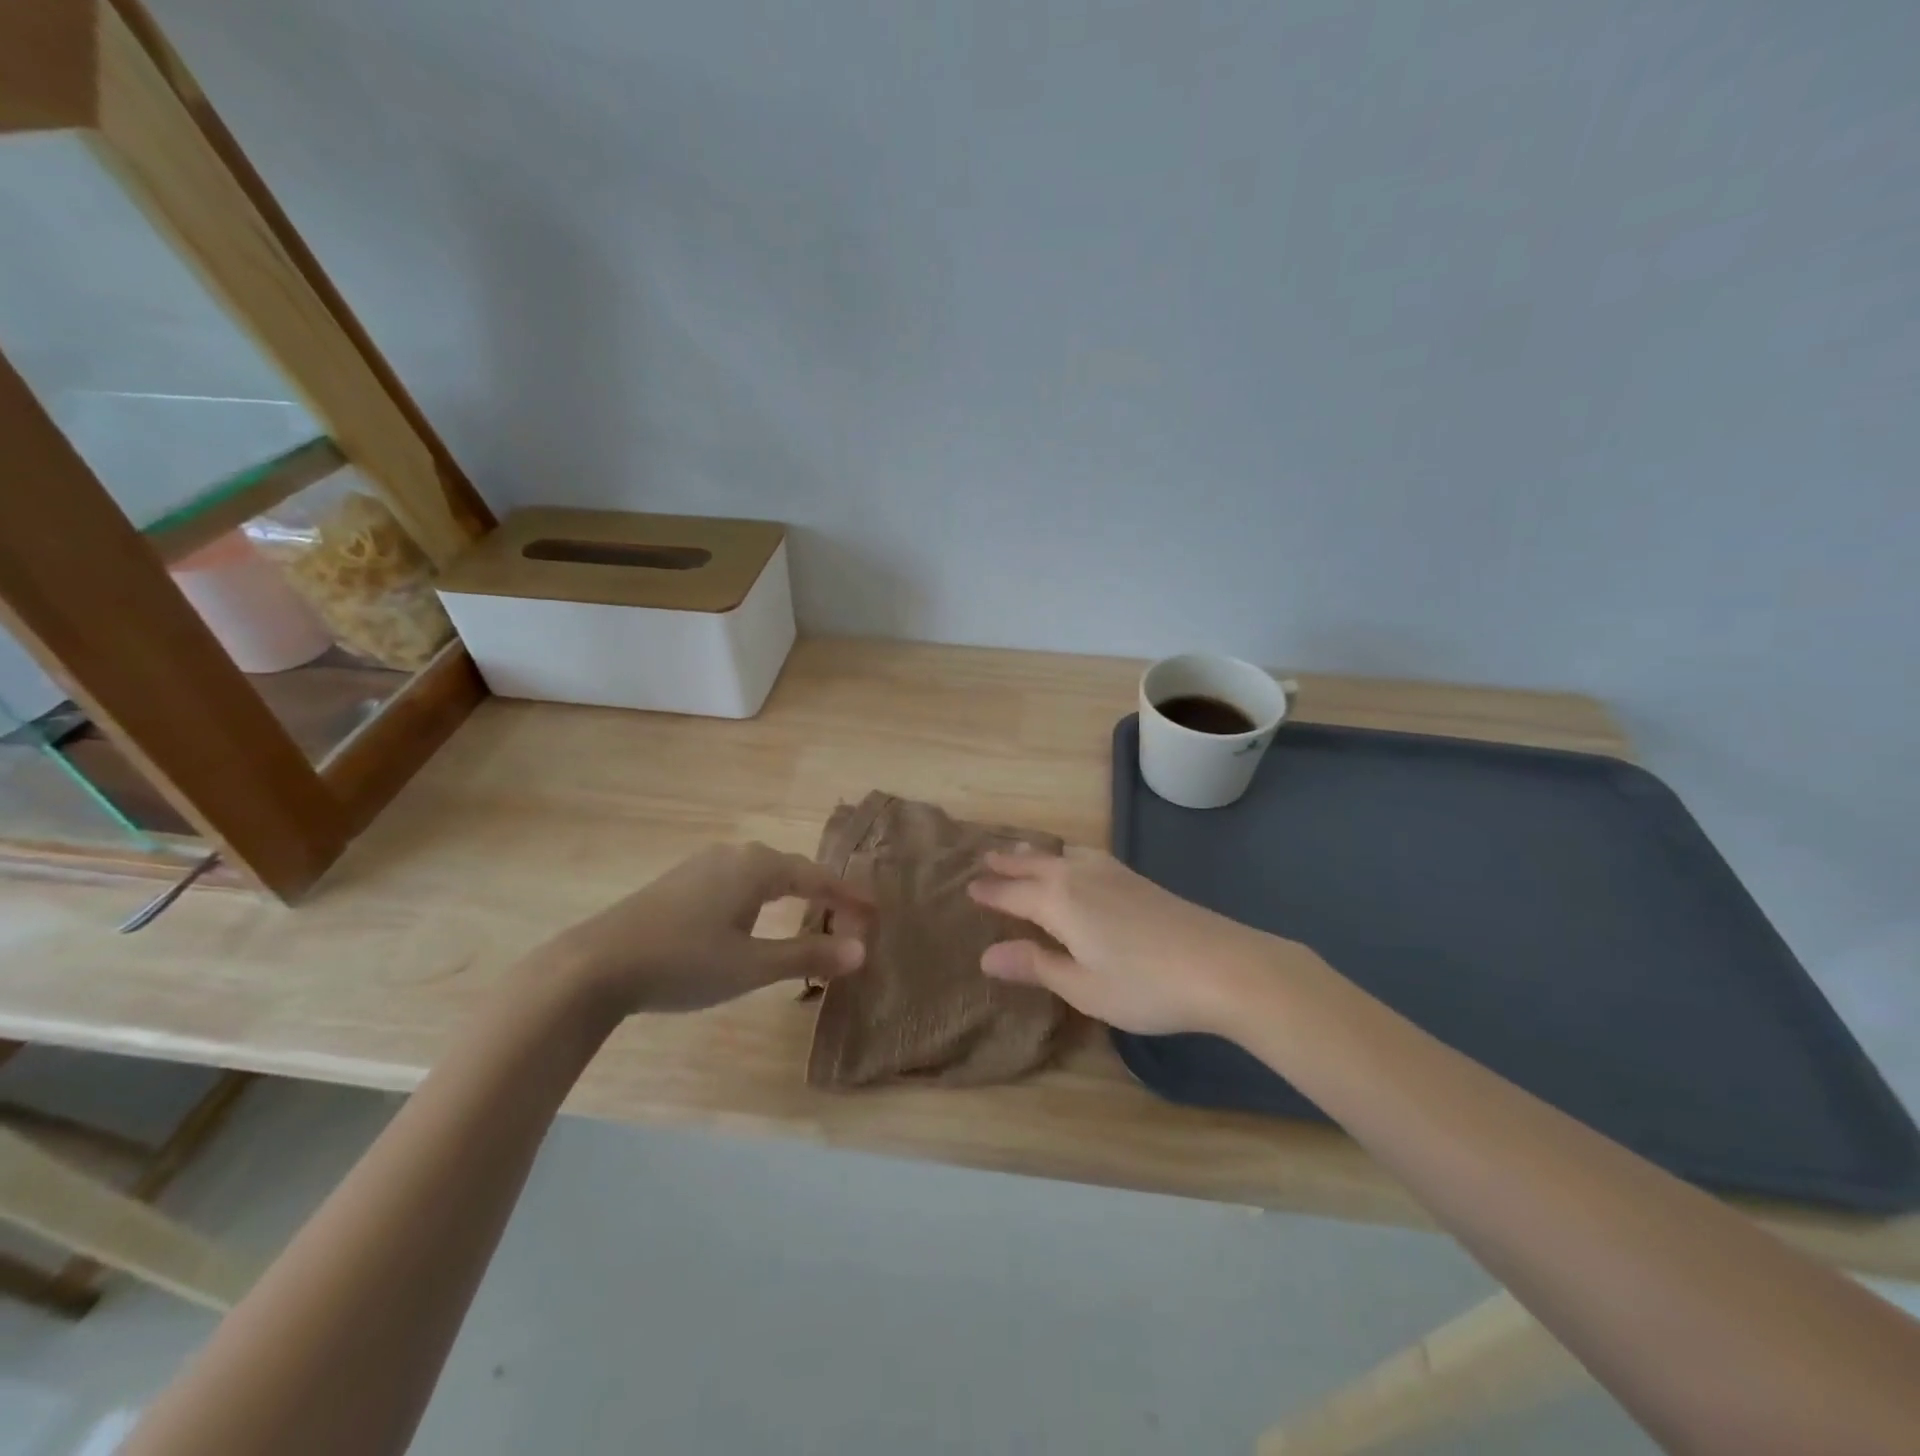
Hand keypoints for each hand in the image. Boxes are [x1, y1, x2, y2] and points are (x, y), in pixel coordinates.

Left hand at [543, 842, 870, 1015]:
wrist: (595, 965)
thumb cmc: (683, 962)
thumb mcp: (752, 965)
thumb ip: (808, 955)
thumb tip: (861, 951)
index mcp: (757, 867)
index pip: (818, 878)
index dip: (849, 897)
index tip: (875, 914)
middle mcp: (735, 855)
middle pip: (792, 871)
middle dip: (823, 895)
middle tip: (848, 921)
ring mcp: (703, 865)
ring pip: (763, 875)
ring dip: (792, 895)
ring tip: (811, 917)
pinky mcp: (680, 882)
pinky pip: (739, 882)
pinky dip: (763, 898)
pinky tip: (755, 918)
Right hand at [967, 847, 1300, 1034]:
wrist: (1223, 965)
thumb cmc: (1146, 986)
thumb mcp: (1083, 987)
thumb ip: (1036, 965)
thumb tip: (986, 955)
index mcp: (1060, 902)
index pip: (1014, 893)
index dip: (990, 893)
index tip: (967, 887)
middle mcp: (1080, 878)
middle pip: (1035, 865)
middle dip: (1008, 863)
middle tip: (984, 857)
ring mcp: (1112, 873)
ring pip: (1063, 855)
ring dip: (1037, 853)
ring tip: (1022, 851)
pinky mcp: (1136, 878)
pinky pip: (1085, 855)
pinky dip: (1065, 855)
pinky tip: (1076, 862)